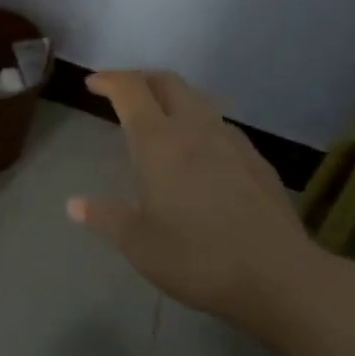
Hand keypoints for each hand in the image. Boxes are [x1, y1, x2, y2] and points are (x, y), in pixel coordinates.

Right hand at [68, 71, 330, 333]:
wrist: (280, 277)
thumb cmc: (198, 257)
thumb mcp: (139, 244)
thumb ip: (106, 217)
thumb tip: (74, 204)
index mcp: (159, 141)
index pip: (131, 89)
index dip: (109, 80)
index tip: (93, 84)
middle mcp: (194, 128)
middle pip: (167, 82)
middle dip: (141, 79)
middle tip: (123, 93)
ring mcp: (231, 140)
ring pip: (197, 100)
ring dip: (172, 99)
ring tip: (160, 121)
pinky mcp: (256, 160)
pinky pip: (219, 126)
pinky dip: (199, 124)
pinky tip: (200, 154)